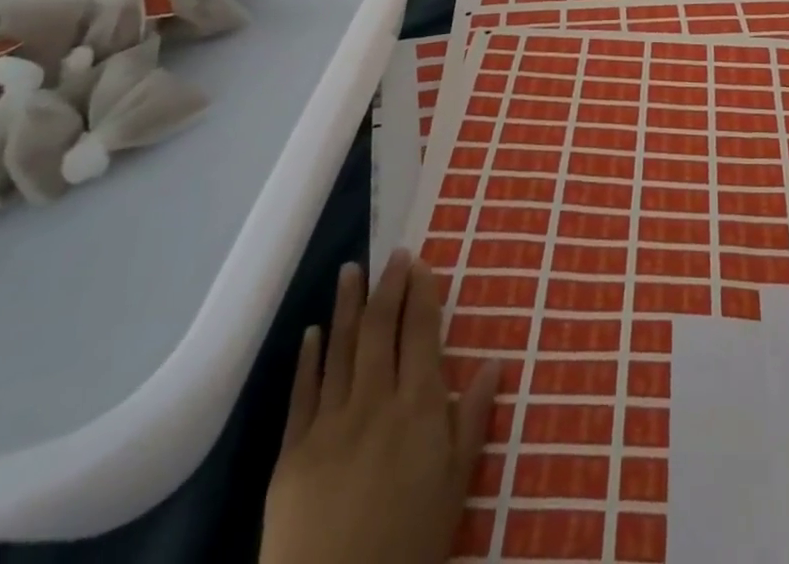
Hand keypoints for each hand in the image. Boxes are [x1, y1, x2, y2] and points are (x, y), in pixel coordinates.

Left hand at [261, 250, 497, 563]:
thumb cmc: (410, 545)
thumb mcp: (455, 487)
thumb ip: (473, 420)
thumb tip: (496, 362)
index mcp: (418, 407)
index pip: (420, 332)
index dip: (421, 294)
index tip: (420, 263)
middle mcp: (375, 401)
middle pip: (381, 330)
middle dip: (388, 286)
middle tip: (392, 254)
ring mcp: (330, 424)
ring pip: (341, 350)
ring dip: (347, 306)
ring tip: (351, 270)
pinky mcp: (292, 454)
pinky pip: (302, 394)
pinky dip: (308, 359)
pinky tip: (311, 332)